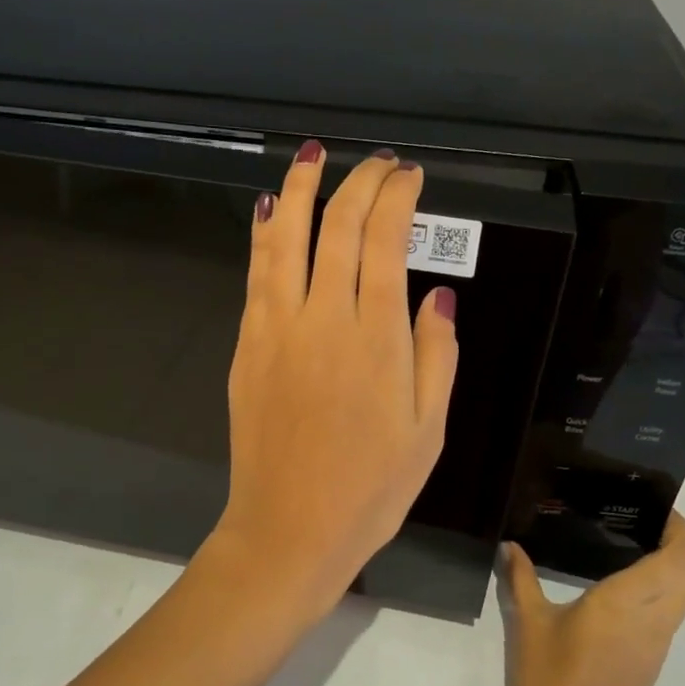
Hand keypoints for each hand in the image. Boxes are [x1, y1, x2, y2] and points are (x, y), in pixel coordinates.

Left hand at [210, 141, 458, 618]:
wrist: (289, 530)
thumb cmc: (370, 489)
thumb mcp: (429, 431)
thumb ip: (437, 355)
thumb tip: (437, 293)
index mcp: (376, 339)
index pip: (384, 242)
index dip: (397, 199)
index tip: (410, 177)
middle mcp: (323, 319)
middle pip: (337, 227)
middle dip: (359, 183)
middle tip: (378, 163)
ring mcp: (276, 329)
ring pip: (285, 238)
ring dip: (299, 189)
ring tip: (312, 155)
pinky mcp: (247, 345)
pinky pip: (256, 274)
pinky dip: (264, 234)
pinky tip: (269, 211)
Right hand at [502, 513, 684, 685]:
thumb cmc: (550, 682)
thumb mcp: (529, 625)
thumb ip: (522, 579)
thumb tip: (509, 545)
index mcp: (628, 602)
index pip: (681, 557)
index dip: (677, 527)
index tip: (649, 508)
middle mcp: (654, 618)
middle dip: (677, 542)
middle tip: (637, 525)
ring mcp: (658, 642)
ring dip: (670, 566)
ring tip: (625, 547)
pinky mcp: (652, 660)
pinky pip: (670, 612)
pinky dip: (659, 590)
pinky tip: (618, 587)